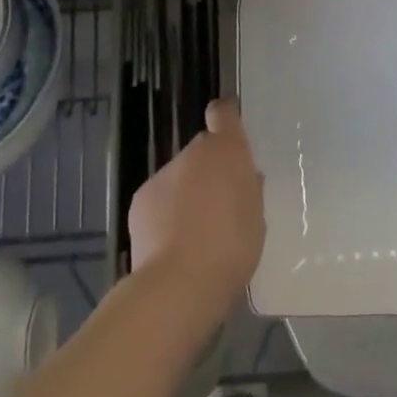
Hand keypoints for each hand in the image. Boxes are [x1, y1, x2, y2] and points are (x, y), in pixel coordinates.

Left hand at [128, 98, 265, 319]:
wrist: (179, 282)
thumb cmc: (232, 249)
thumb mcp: (256, 220)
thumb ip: (249, 190)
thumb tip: (245, 176)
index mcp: (228, 152)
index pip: (223, 113)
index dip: (225, 118)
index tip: (228, 130)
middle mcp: (194, 153)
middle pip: (202, 149)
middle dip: (209, 168)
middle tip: (218, 203)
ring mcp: (164, 173)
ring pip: (179, 175)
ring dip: (186, 191)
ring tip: (193, 232)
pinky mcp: (141, 197)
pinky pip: (159, 197)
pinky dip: (165, 211)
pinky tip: (170, 242)